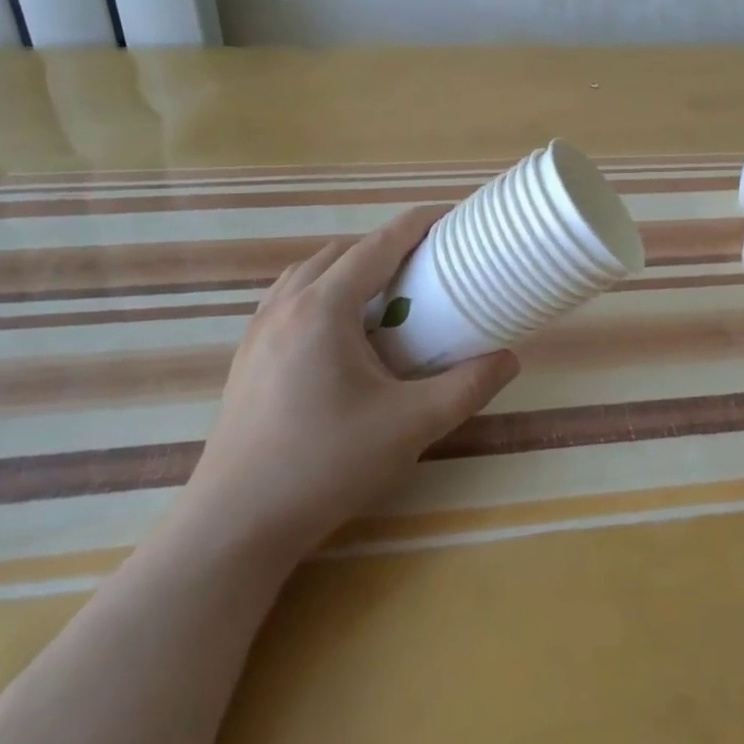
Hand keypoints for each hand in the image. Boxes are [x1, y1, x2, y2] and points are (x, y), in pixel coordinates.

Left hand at [184, 205, 519, 553]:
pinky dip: (320, 293)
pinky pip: (287, 300)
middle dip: (384, 248)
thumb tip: (509, 359)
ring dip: (348, 269)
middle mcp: (285, 306)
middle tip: (424, 265)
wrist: (234, 527)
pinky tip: (338, 334)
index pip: (377, 246)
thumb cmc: (325, 465)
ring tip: (383, 295)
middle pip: (340, 253)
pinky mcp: (245, 359)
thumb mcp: (410, 426)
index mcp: (323, 308)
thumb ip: (466, 387)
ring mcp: (257, 332)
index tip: (449, 216)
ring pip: (307, 274)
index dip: (415, 224)